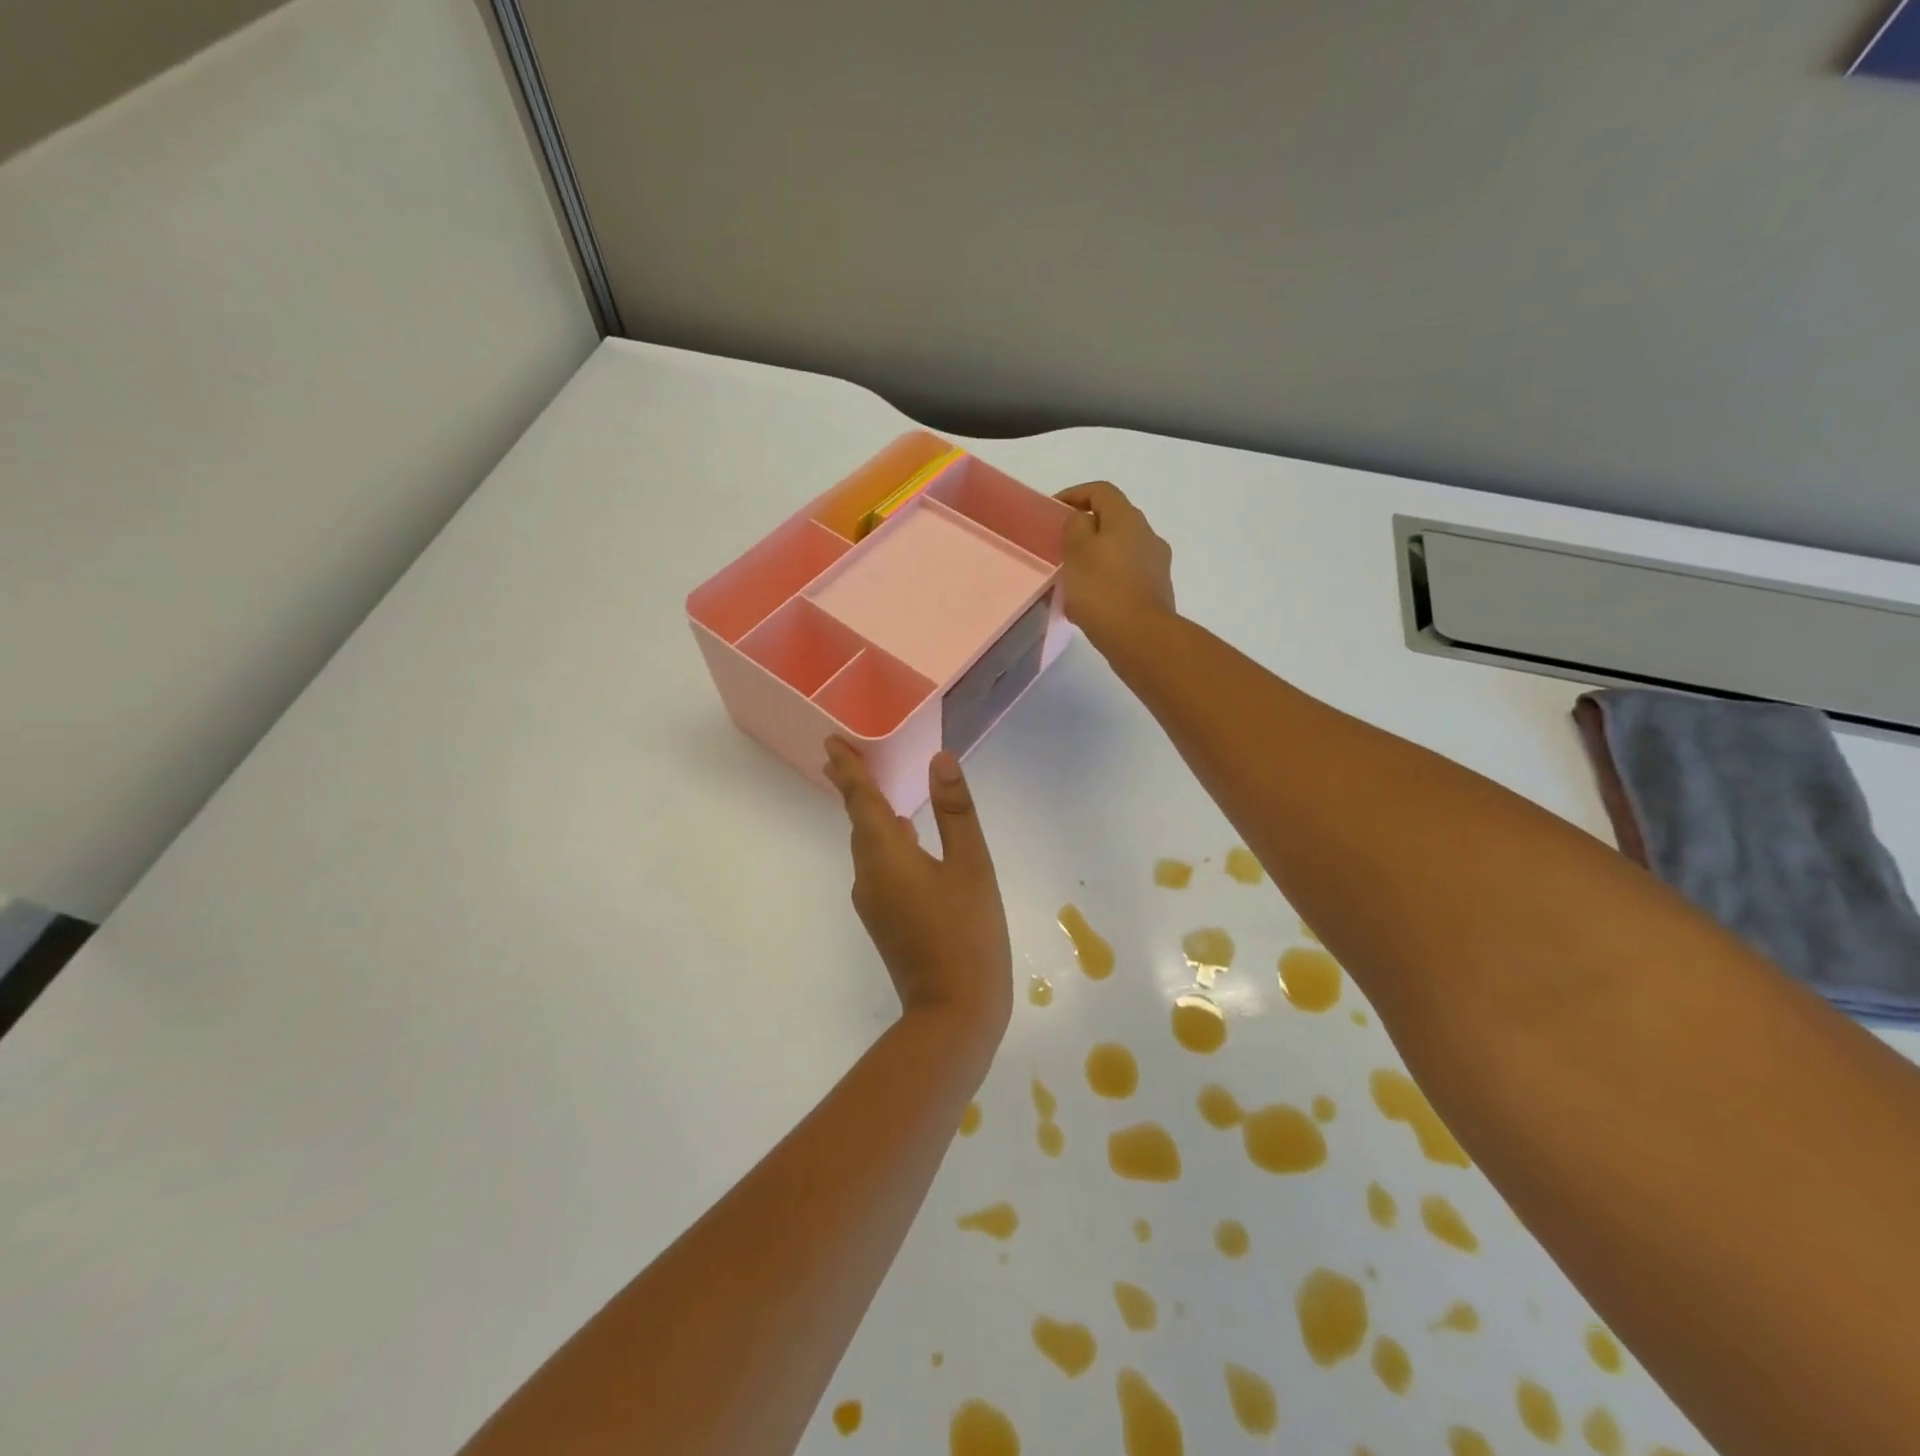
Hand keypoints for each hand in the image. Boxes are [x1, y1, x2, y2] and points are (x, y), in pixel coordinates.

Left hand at [823, 738, 1012, 1044]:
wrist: (954, 1013)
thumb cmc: (967, 933)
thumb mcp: (971, 866)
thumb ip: (955, 811)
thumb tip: (940, 759)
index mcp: (886, 855)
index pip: (860, 801)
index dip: (848, 770)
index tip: (831, 742)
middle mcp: (869, 875)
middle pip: (858, 822)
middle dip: (853, 789)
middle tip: (847, 756)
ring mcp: (874, 901)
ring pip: (869, 846)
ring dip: (870, 815)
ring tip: (878, 790)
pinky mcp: (884, 920)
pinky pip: (879, 866)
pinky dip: (886, 841)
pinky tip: (907, 838)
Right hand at [1055, 481, 1175, 647]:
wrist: (1141, 638)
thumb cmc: (1103, 590)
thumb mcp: (1077, 551)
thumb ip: (1076, 527)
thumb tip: (1083, 521)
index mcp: (1128, 519)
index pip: (1101, 491)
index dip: (1074, 494)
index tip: (1052, 511)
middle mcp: (1148, 536)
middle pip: (1113, 522)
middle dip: (1085, 531)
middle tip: (1060, 548)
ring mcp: (1156, 566)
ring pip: (1119, 552)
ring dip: (1096, 560)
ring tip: (1072, 581)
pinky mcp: (1156, 593)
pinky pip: (1125, 578)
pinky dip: (1106, 583)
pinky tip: (1089, 605)